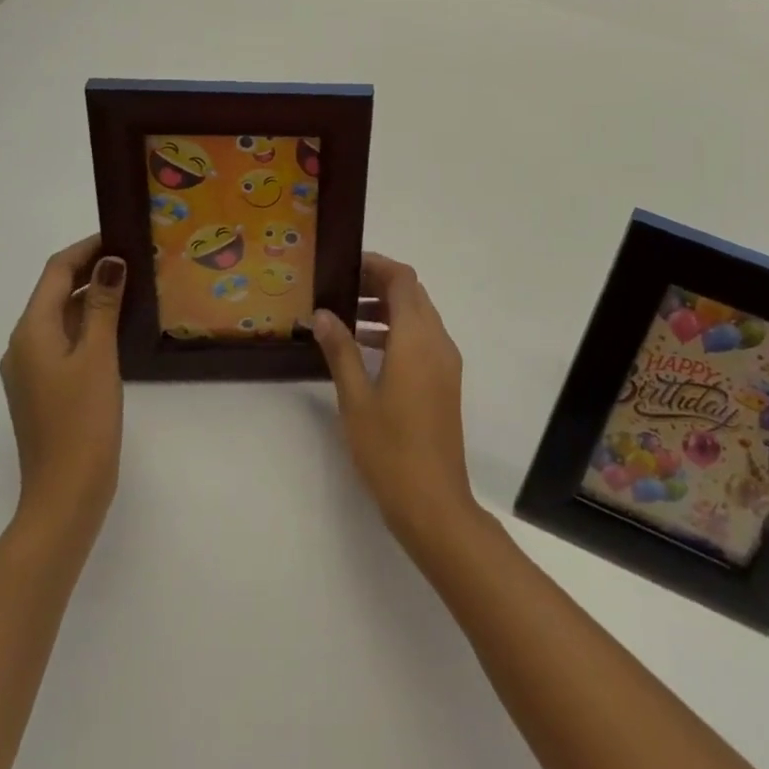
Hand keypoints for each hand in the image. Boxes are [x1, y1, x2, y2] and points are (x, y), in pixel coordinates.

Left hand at [0, 236, 126, 536]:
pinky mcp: (45, 387)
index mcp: (31, 331)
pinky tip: (119, 326)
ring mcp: (32, 368)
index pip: (56, 271)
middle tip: (136, 256)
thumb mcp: (98, 355)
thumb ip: (103, 305)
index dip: (86, 248)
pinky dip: (89, 323)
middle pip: (55, 291)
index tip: (122, 233)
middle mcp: (23, 344)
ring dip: (92, 296)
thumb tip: (110, 260)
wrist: (65, 492)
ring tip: (135, 284)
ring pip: (61, 316)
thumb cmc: (82, 419)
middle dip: (91, 269)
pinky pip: (65, 339)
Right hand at [310, 253, 479, 553]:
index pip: (403, 279)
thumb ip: (340, 350)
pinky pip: (423, 338)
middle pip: (412, 293)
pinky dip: (398, 331)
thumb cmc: (390, 449)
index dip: (376, 265)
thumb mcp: (355, 398)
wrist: (434, 503)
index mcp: (417, 338)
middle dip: (379, 284)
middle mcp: (438, 341)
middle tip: (340, 288)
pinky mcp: (445, 381)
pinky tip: (366, 348)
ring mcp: (446, 362)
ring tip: (347, 316)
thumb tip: (322, 313)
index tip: (345, 266)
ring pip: (419, 316)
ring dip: (388, 308)